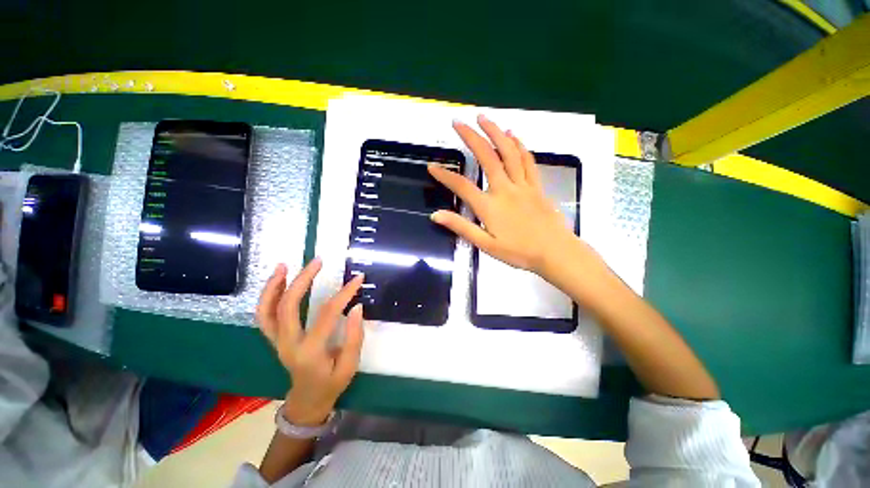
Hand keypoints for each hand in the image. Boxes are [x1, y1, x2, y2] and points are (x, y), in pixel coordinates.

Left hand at [256, 258, 364, 425]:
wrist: (307, 402)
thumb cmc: (331, 384)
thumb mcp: (350, 365)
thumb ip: (355, 336)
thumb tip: (357, 307)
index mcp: (310, 352)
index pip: (327, 314)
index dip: (344, 293)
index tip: (358, 278)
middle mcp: (288, 344)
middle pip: (288, 306)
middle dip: (302, 280)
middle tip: (317, 261)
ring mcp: (276, 342)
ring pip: (267, 311)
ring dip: (274, 286)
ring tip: (284, 266)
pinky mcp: (274, 340)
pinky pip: (264, 317)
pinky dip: (267, 297)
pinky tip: (277, 282)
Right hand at [428, 115, 586, 275]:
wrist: (555, 252)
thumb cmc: (519, 252)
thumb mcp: (485, 245)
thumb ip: (461, 227)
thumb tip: (436, 215)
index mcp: (489, 206)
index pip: (461, 186)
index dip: (445, 176)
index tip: (432, 166)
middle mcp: (505, 189)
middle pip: (486, 157)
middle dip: (471, 137)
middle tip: (458, 122)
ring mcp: (523, 184)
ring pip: (508, 152)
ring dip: (495, 132)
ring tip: (484, 118)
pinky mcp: (536, 185)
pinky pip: (527, 160)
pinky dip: (519, 145)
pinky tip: (512, 135)